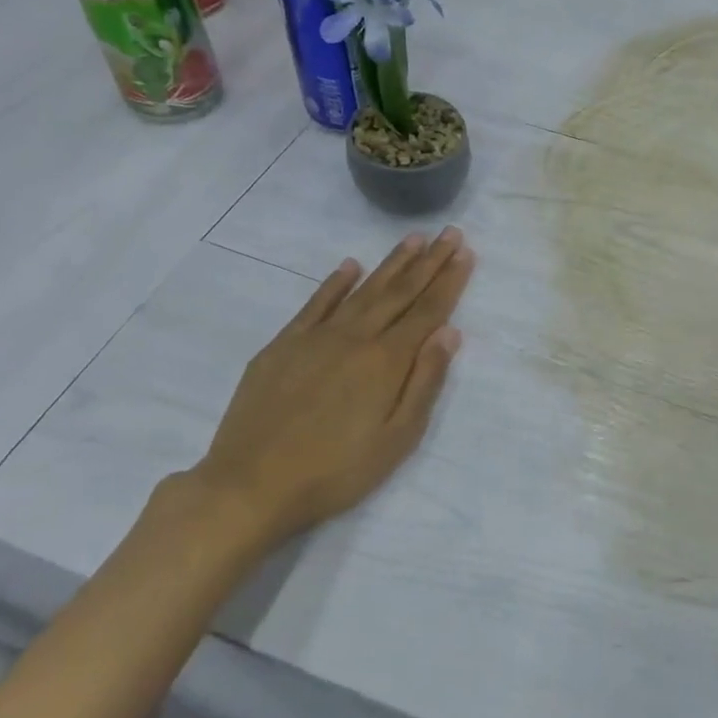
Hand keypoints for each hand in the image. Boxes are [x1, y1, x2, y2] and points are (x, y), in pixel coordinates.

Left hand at [150, 228, 475, 565]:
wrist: (251, 485)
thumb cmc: (336, 471)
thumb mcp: (396, 439)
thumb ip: (424, 382)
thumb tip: (450, 332)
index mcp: (386, 361)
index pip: (427, 311)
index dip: (449, 281)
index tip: (465, 253)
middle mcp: (354, 337)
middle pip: (399, 292)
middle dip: (429, 262)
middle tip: (450, 232)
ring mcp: (315, 337)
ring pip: (362, 290)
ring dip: (391, 263)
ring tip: (414, 239)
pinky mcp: (283, 345)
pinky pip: (316, 304)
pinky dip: (335, 282)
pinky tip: (350, 266)